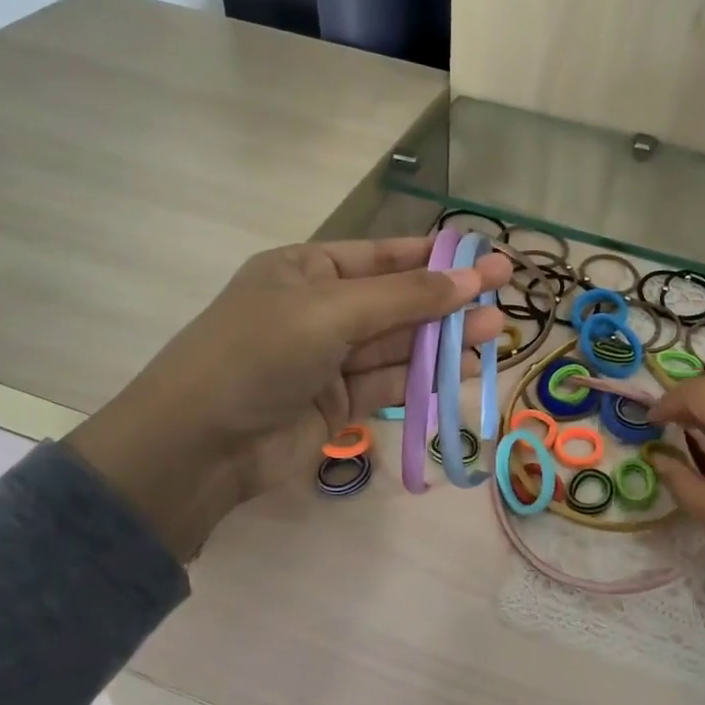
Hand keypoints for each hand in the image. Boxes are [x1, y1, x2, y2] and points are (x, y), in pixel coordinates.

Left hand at [68, 236, 511, 558]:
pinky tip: (466, 369)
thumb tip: (471, 278)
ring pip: (398, 344)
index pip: (381, 256)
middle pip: (396, 300)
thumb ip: (405, 298)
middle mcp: (320, 311)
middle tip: (506, 292)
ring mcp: (329, 360)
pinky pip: (390, 382)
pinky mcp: (338, 404)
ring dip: (445, 339)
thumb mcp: (331, 312)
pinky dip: (426, 377)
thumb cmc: (258, 354)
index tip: (485, 256)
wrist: (198, 447)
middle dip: (448, 298)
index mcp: (305, 271)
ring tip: (497, 332)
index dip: (434, 256)